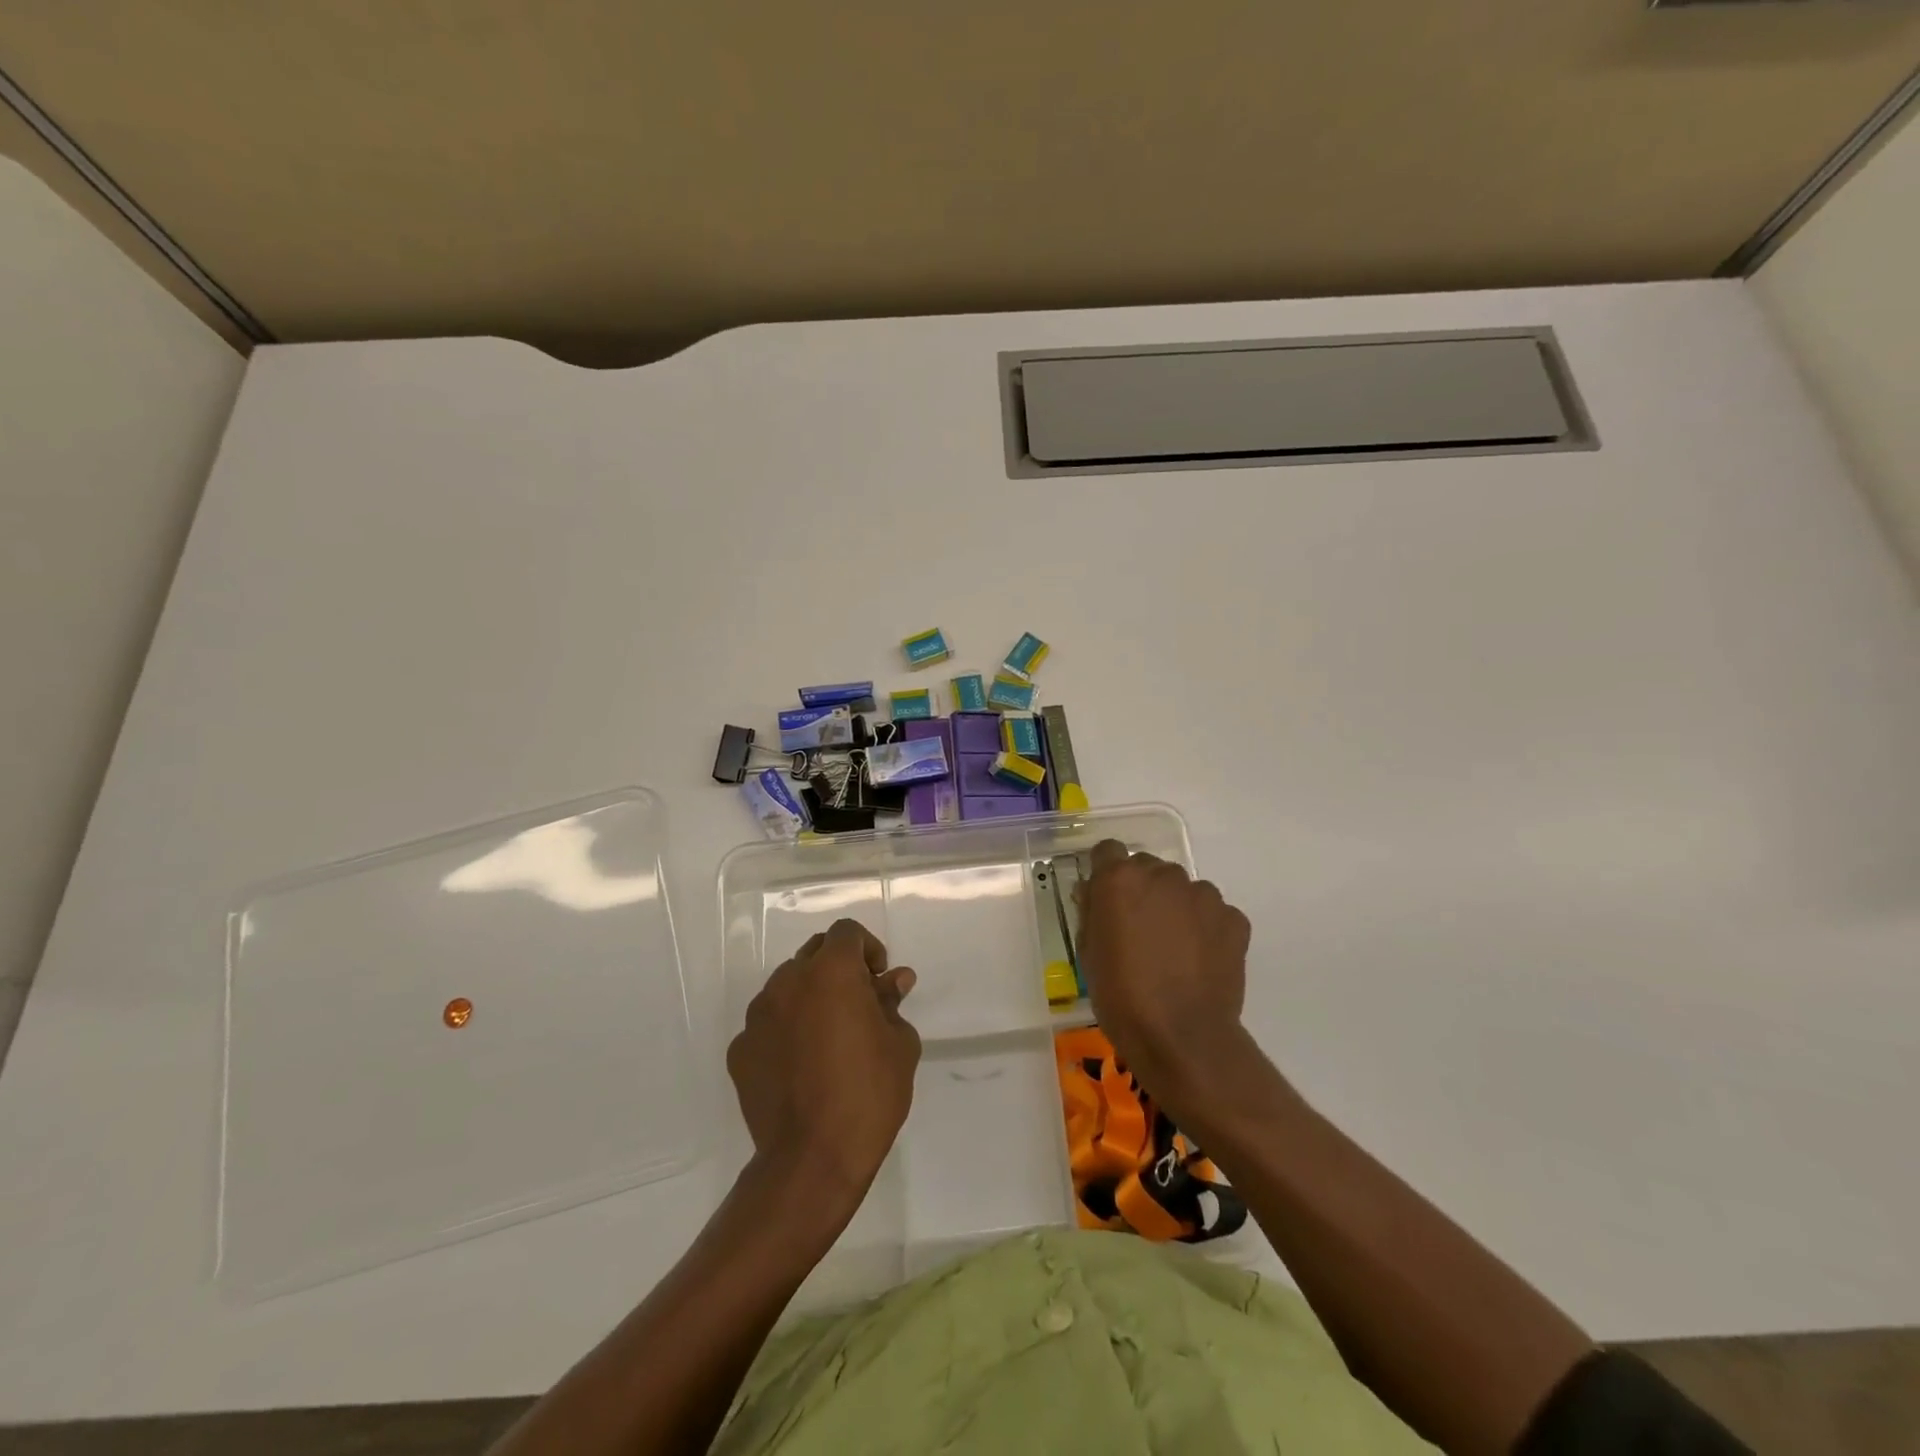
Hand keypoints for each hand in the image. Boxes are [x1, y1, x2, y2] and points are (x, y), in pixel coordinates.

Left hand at [727, 919, 920, 1216]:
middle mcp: (788, 981)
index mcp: (831, 971)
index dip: (867, 948)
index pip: (846, 932)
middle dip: (838, 967)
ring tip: (828, 1035)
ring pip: (787, 986)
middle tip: (858, 1002)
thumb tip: (894, 982)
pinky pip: (767, 1024)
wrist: (811, 1159)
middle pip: (814, 952)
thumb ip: (891, 1003)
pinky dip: (785, 1031)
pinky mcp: (740, 1049)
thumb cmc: (868, 1093)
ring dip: (809, 996)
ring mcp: (758, 1015)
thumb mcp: (899, 1044)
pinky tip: (801, 1065)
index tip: (879, 979)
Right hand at [1075, 840, 1252, 1099]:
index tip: (1104, 897)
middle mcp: (1163, 875)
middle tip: (1139, 929)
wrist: (1182, 1038)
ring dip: (1176, 907)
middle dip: (1142, 890)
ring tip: (1174, 949)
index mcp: (1120, 879)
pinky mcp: (1233, 918)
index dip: (1105, 871)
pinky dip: (1206, 928)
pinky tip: (1200, 961)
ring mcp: (1203, 895)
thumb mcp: (1088, 953)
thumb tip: (1093, 893)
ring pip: (1184, 890)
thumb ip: (1091, 912)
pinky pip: (1213, 913)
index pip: (1108, 851)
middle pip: (1148, 868)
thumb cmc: (1121, 997)